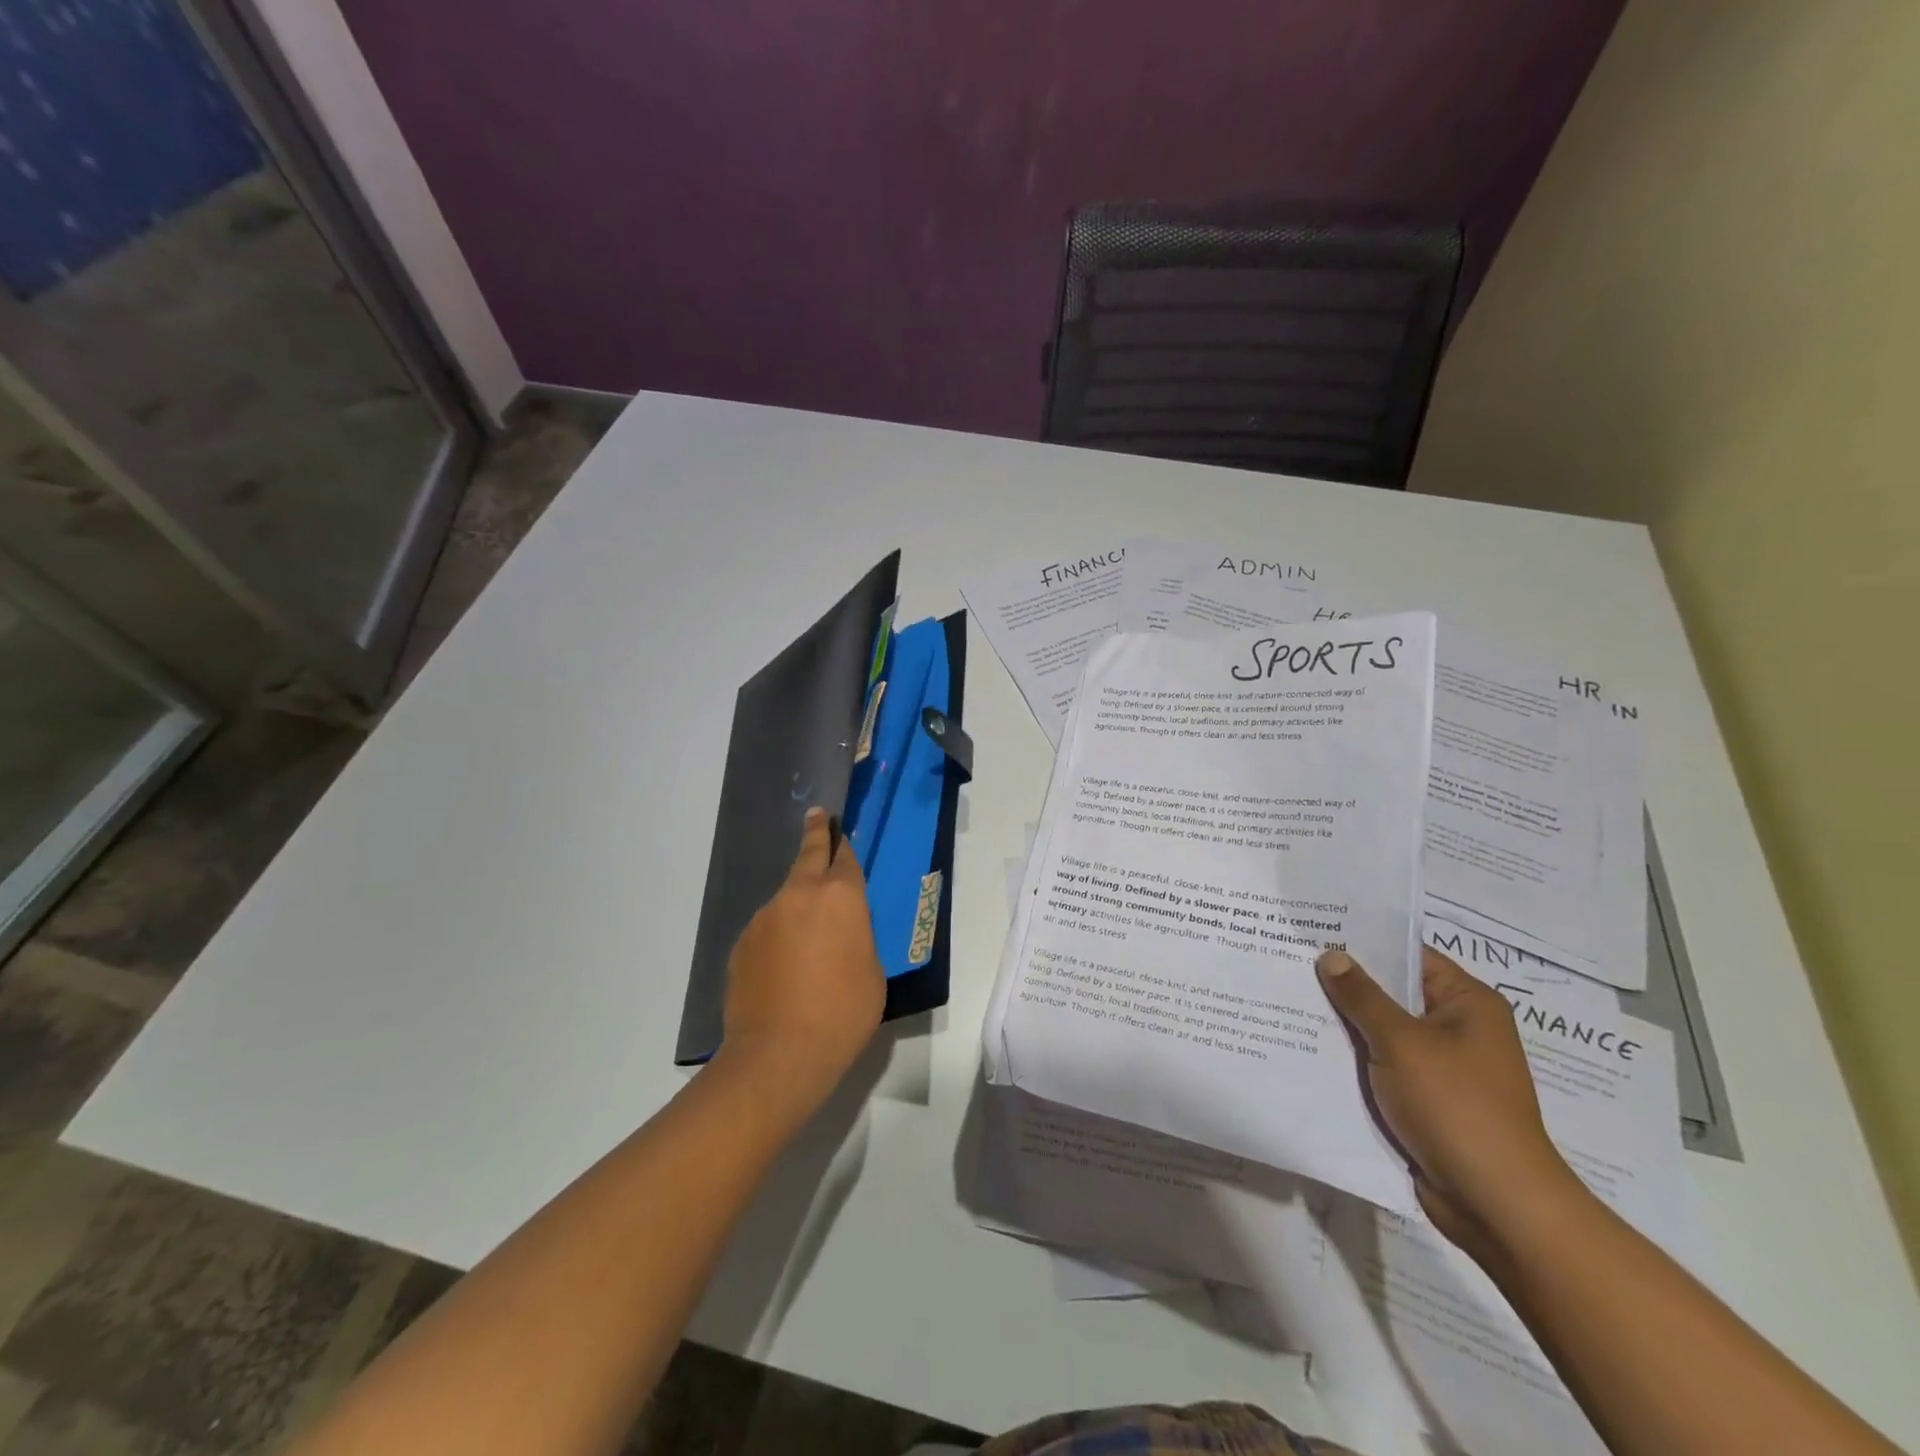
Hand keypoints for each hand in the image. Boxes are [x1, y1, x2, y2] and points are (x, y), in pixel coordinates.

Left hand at [719, 807, 884, 1111]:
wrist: (778, 1055)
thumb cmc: (842, 1013)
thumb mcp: (872, 972)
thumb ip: (857, 939)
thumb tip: (840, 933)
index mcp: (840, 897)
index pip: (844, 857)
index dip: (845, 845)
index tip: (840, 832)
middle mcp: (798, 895)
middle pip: (808, 855)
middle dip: (815, 833)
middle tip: (817, 816)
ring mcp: (764, 917)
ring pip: (786, 897)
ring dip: (798, 903)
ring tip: (808, 939)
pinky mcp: (741, 943)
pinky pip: (767, 929)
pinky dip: (778, 935)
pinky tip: (784, 967)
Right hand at [1316, 945, 1579, 1251]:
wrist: (1494, 1202)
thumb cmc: (1455, 1106)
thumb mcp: (1401, 1042)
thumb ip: (1362, 996)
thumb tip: (1331, 955)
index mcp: (1468, 1003)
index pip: (1409, 955)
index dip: (1363, 942)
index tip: (1315, 929)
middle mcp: (1458, 1028)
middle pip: (1393, 993)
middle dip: (1345, 983)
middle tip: (1290, 959)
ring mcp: (1442, 1066)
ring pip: (1382, 1031)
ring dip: (1344, 1022)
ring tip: (1288, 997)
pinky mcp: (1425, 1098)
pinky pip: (1382, 1064)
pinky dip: (1352, 1057)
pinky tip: (1309, 1045)